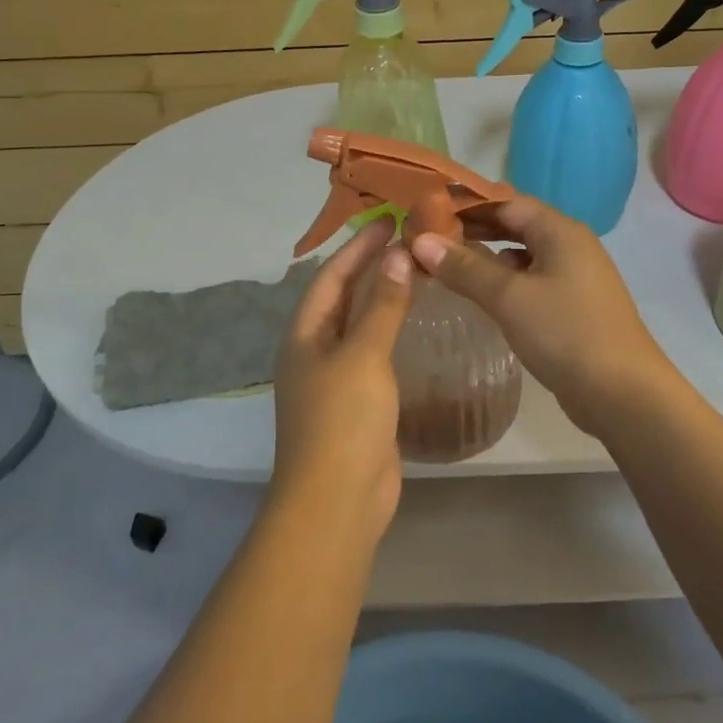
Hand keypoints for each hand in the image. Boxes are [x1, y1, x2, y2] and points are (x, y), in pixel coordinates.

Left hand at [271, 217, 413, 534]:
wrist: (338, 501)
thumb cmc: (343, 420)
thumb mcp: (364, 355)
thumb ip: (383, 306)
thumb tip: (397, 256)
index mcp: (305, 334)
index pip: (331, 276)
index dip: (358, 247)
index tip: (389, 221)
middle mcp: (315, 351)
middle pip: (343, 297)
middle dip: (371, 267)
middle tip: (408, 240)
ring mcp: (336, 379)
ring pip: (361, 325)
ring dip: (384, 298)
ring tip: (417, 272)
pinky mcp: (358, 402)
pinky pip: (375, 354)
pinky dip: (392, 332)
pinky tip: (417, 325)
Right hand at [409, 198, 677, 436]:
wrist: (623, 393)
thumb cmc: (565, 333)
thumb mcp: (509, 297)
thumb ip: (465, 268)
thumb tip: (421, 241)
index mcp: (560, 230)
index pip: (506, 201)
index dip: (466, 203)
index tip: (426, 209)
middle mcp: (570, 245)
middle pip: (515, 224)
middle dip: (473, 228)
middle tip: (428, 235)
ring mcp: (574, 276)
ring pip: (522, 254)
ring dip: (486, 255)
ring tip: (445, 261)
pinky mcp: (572, 305)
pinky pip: (531, 279)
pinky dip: (503, 279)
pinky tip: (481, 293)